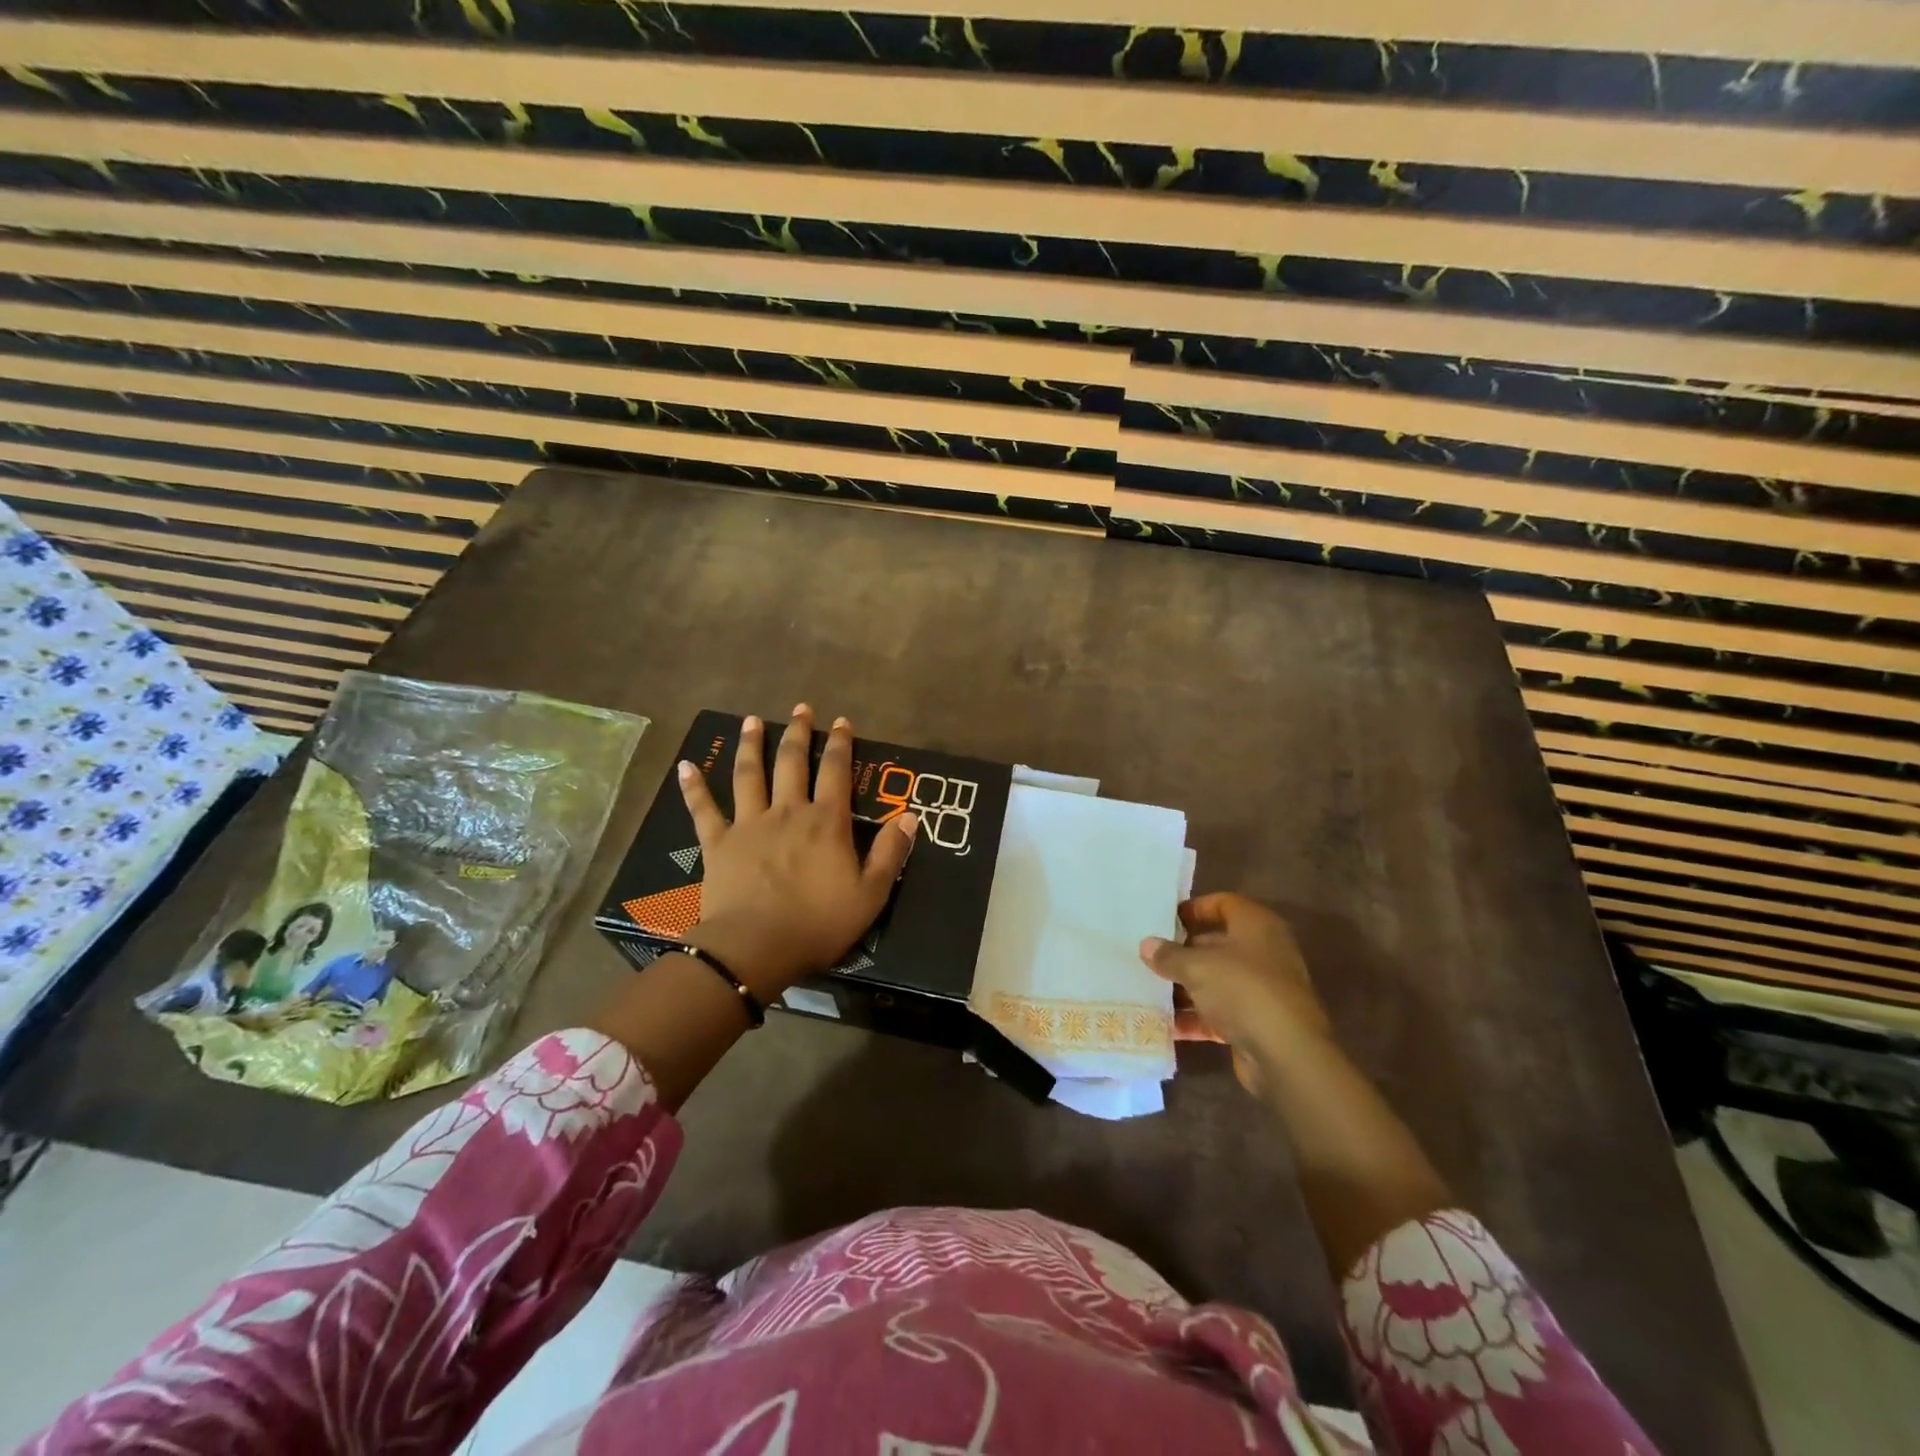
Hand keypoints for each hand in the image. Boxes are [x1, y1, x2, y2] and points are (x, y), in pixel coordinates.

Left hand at [677, 705, 916, 997]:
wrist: (756, 948)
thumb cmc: (818, 923)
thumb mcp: (871, 894)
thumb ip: (890, 852)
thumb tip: (909, 815)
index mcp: (825, 822)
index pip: (836, 771)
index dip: (840, 744)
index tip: (841, 722)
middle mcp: (787, 812)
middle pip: (792, 762)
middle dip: (798, 732)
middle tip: (801, 709)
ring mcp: (748, 824)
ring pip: (749, 774)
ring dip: (751, 745)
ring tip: (751, 721)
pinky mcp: (718, 843)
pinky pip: (704, 809)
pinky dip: (694, 786)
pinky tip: (686, 765)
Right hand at [1139, 893, 1332, 1095]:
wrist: (1286, 1055)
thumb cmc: (1243, 990)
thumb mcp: (1198, 966)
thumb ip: (1169, 955)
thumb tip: (1147, 945)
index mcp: (1257, 926)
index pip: (1224, 904)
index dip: (1195, 908)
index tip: (1165, 919)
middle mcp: (1263, 953)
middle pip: (1217, 944)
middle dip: (1183, 951)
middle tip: (1150, 955)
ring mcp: (1261, 990)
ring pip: (1216, 981)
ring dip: (1185, 987)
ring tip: (1149, 988)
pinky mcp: (1256, 1023)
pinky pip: (1219, 1013)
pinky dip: (1194, 1017)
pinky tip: (1165, 1024)